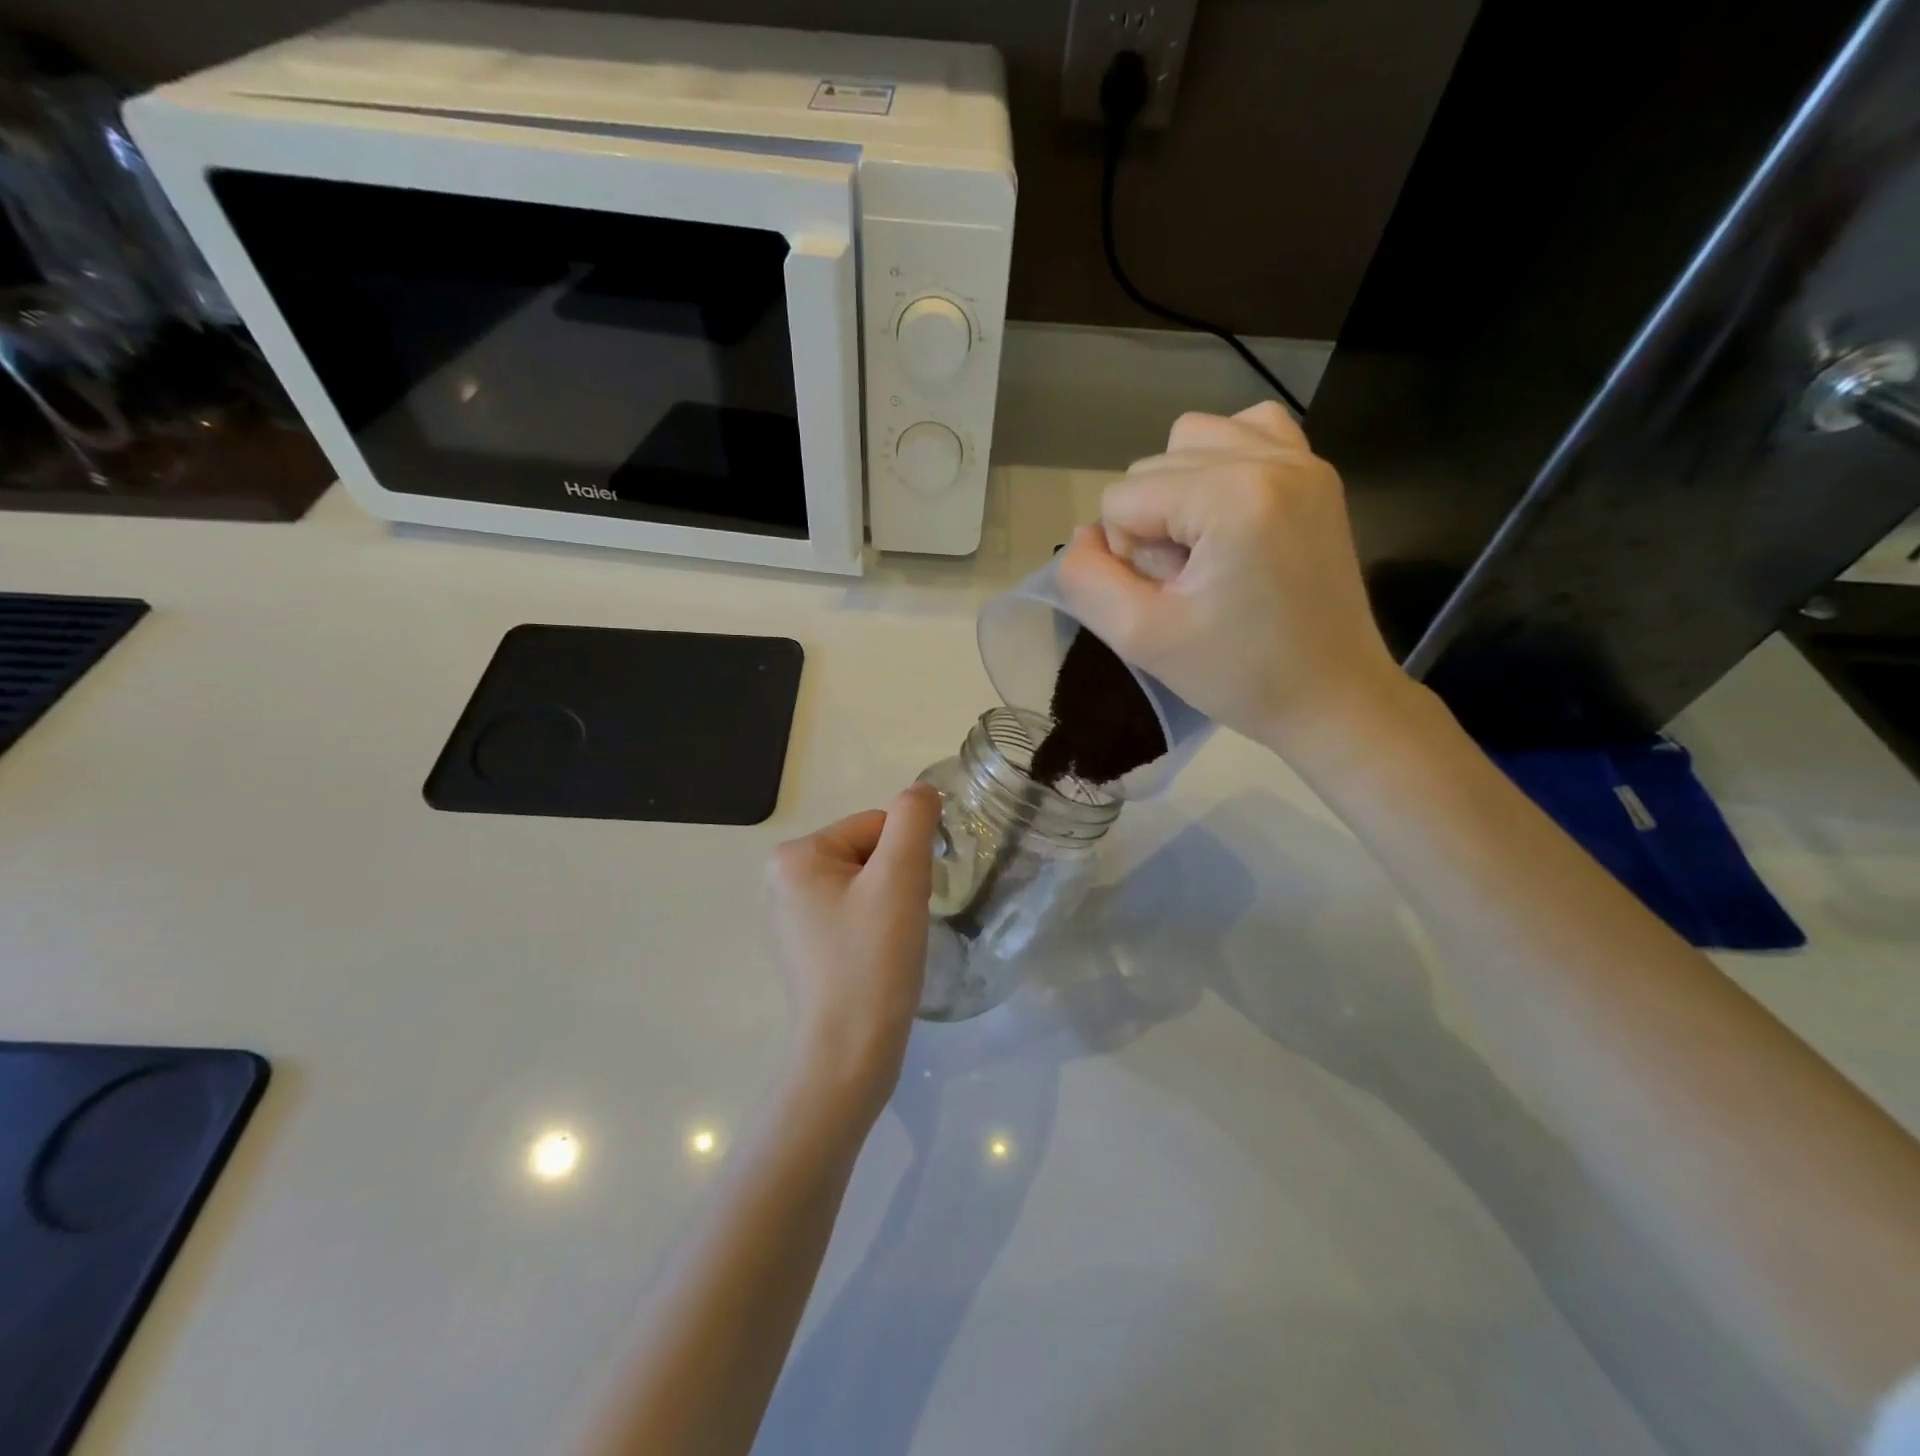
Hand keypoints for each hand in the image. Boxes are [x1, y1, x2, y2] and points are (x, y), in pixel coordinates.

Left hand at [765, 785, 939, 1121]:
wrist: (848, 1054)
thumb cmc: (872, 960)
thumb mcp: (900, 877)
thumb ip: (914, 820)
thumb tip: (921, 793)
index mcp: (794, 856)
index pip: (875, 826)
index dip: (904, 860)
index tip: (904, 903)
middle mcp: (781, 879)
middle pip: (868, 853)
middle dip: (895, 883)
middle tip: (897, 928)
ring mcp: (789, 915)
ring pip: (866, 884)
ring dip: (890, 905)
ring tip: (888, 946)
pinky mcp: (804, 946)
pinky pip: (853, 913)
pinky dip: (875, 928)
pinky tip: (876, 959)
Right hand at [1056, 401, 1411, 754]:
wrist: (1332, 697)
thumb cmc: (1239, 675)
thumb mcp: (1141, 637)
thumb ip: (1086, 580)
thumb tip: (1082, 536)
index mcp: (1232, 495)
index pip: (1122, 497)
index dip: (1128, 555)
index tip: (1172, 599)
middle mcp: (1270, 456)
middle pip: (1152, 466)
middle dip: (1153, 526)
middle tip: (1192, 585)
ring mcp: (1301, 458)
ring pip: (1189, 441)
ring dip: (1177, 493)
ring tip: (1206, 549)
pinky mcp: (1316, 472)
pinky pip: (1246, 429)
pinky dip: (1220, 463)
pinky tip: (1228, 511)